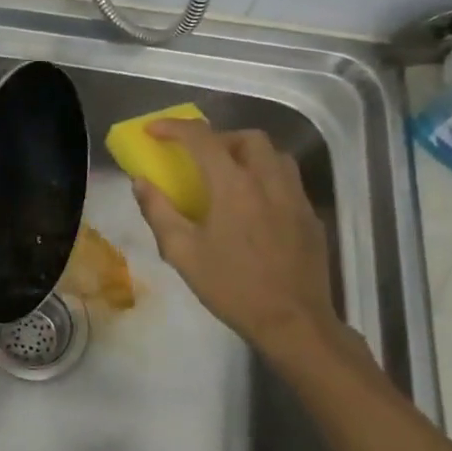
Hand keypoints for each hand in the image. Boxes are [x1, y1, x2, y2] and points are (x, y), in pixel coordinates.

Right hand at [131, 119, 342, 357]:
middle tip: (199, 156)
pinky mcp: (311, 217)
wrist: (293, 322)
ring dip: (248, 154)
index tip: (153, 131)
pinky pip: (289, 181)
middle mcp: (269, 181)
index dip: (174, 128)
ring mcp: (296, 198)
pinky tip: (255, 206)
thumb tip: (141, 182)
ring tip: (229, 175)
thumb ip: (158, 211)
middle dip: (219, 137)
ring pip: (275, 155)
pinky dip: (267, 178)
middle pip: (248, 137)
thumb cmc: (232, 287)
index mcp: (234, 186)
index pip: (202, 138)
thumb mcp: (182, 252)